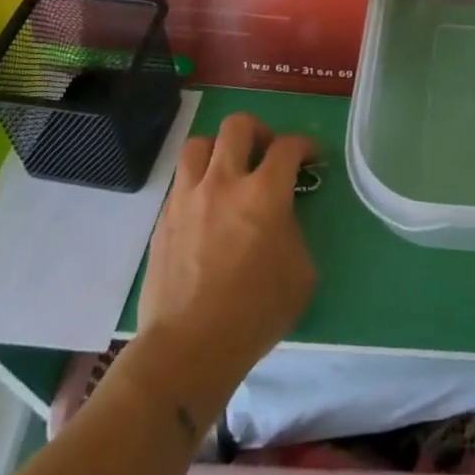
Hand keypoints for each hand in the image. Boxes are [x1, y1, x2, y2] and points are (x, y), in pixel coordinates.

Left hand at [134, 113, 316, 394]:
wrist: (188, 348)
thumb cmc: (255, 313)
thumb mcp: (301, 272)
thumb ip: (295, 232)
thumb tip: (282, 219)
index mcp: (264, 193)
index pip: (288, 146)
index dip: (305, 145)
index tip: (311, 157)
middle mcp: (224, 183)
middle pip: (238, 126)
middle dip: (259, 131)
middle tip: (267, 152)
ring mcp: (188, 198)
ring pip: (199, 143)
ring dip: (219, 148)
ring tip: (229, 169)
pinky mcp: (163, 219)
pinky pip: (181, 180)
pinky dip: (198, 181)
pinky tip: (207, 206)